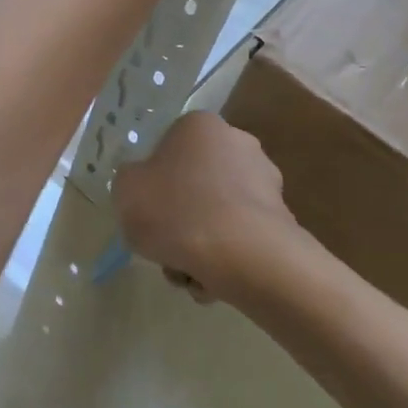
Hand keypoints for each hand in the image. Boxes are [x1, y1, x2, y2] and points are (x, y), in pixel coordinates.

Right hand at [112, 112, 306, 306]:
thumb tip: (146, 186)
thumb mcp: (126, 191)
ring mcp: (265, 181)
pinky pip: (241, 237)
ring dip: (200, 245)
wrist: (243, 255)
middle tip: (166, 248)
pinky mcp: (281, 217)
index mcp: (199, 126)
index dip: (153, 185)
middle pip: (194, 186)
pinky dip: (226, 258)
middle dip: (179, 221)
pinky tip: (214, 280)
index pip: (167, 150)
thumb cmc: (176, 212)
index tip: (148, 213)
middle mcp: (238, 143)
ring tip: (189, 275)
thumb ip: (130, 181)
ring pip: (217, 215)